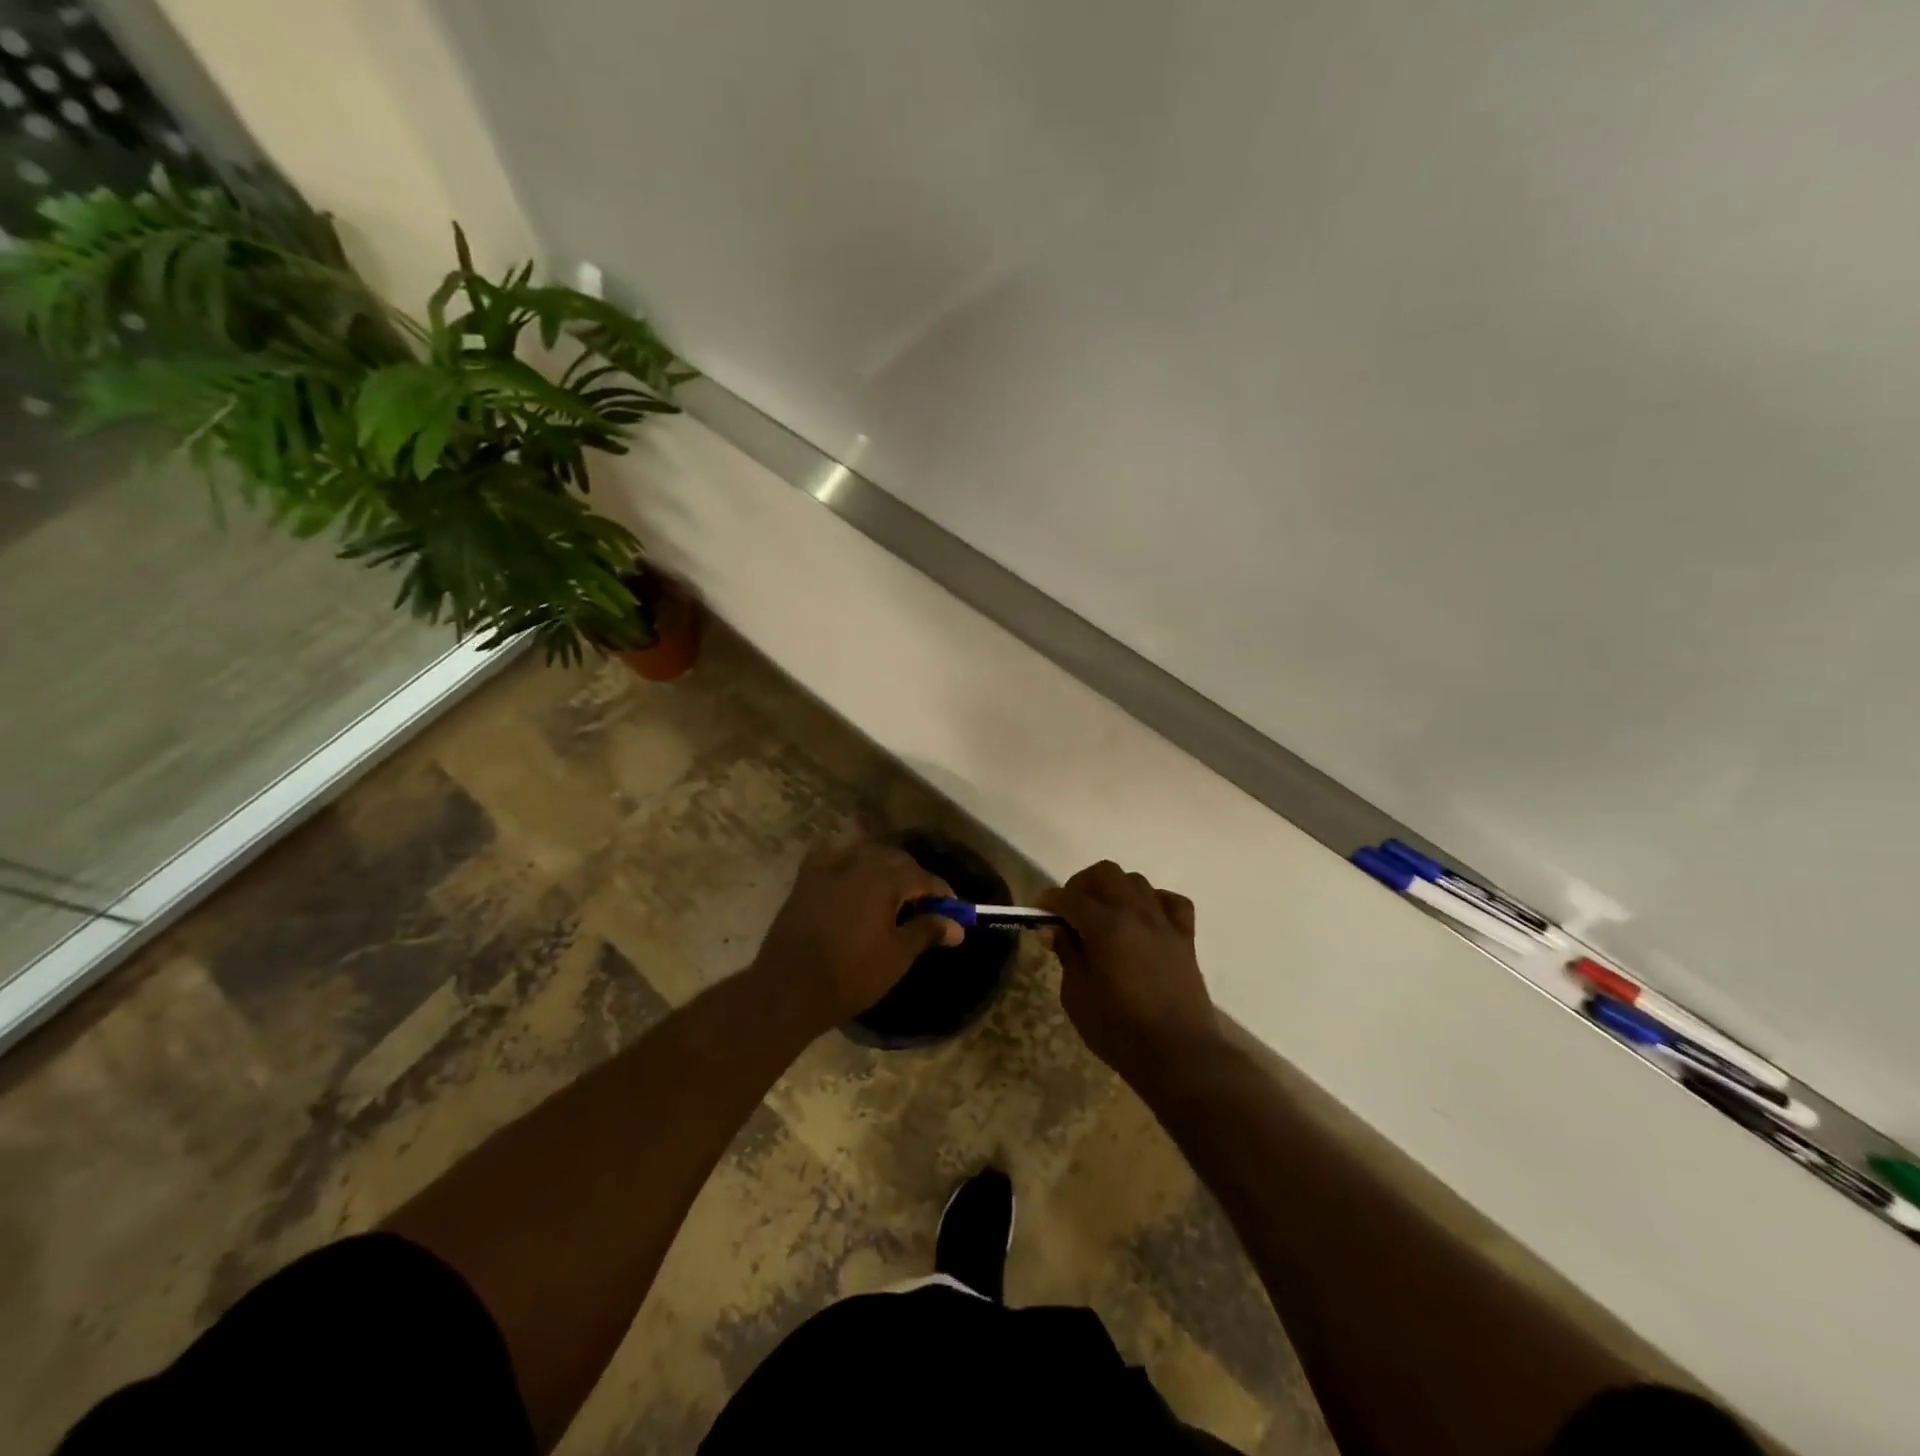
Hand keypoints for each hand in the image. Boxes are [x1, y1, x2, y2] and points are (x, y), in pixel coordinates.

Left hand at [751, 838, 964, 1028]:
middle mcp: (858, 862)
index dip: (941, 892)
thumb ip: (927, 931)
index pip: (922, 877)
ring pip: (864, 853)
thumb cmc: (851, 974)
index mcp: (884, 878)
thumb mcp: (897, 956)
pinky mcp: (806, 879)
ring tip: (890, 890)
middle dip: (913, 876)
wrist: (789, 988)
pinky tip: (851, 874)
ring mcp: (828, 867)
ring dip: (882, 865)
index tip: (953, 909)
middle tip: (924, 902)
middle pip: (894, 858)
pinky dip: (847, 860)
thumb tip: (957, 925)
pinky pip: (832, 856)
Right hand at [1038, 861, 1221, 1085]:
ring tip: (1104, 915)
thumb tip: (1053, 929)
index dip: (1049, 899)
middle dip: (1081, 885)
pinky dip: (1154, 902)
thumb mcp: (1077, 995)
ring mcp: (1164, 923)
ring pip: (1137, 882)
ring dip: (1115, 890)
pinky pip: (1171, 902)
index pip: (1069, 897)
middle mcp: (1136, 913)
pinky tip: (1143, 919)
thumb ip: (1067, 954)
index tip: (1038, 910)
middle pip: (1106, 874)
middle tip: (1069, 910)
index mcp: (1105, 926)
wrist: (1178, 1054)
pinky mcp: (1186, 938)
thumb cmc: (1118, 1030)